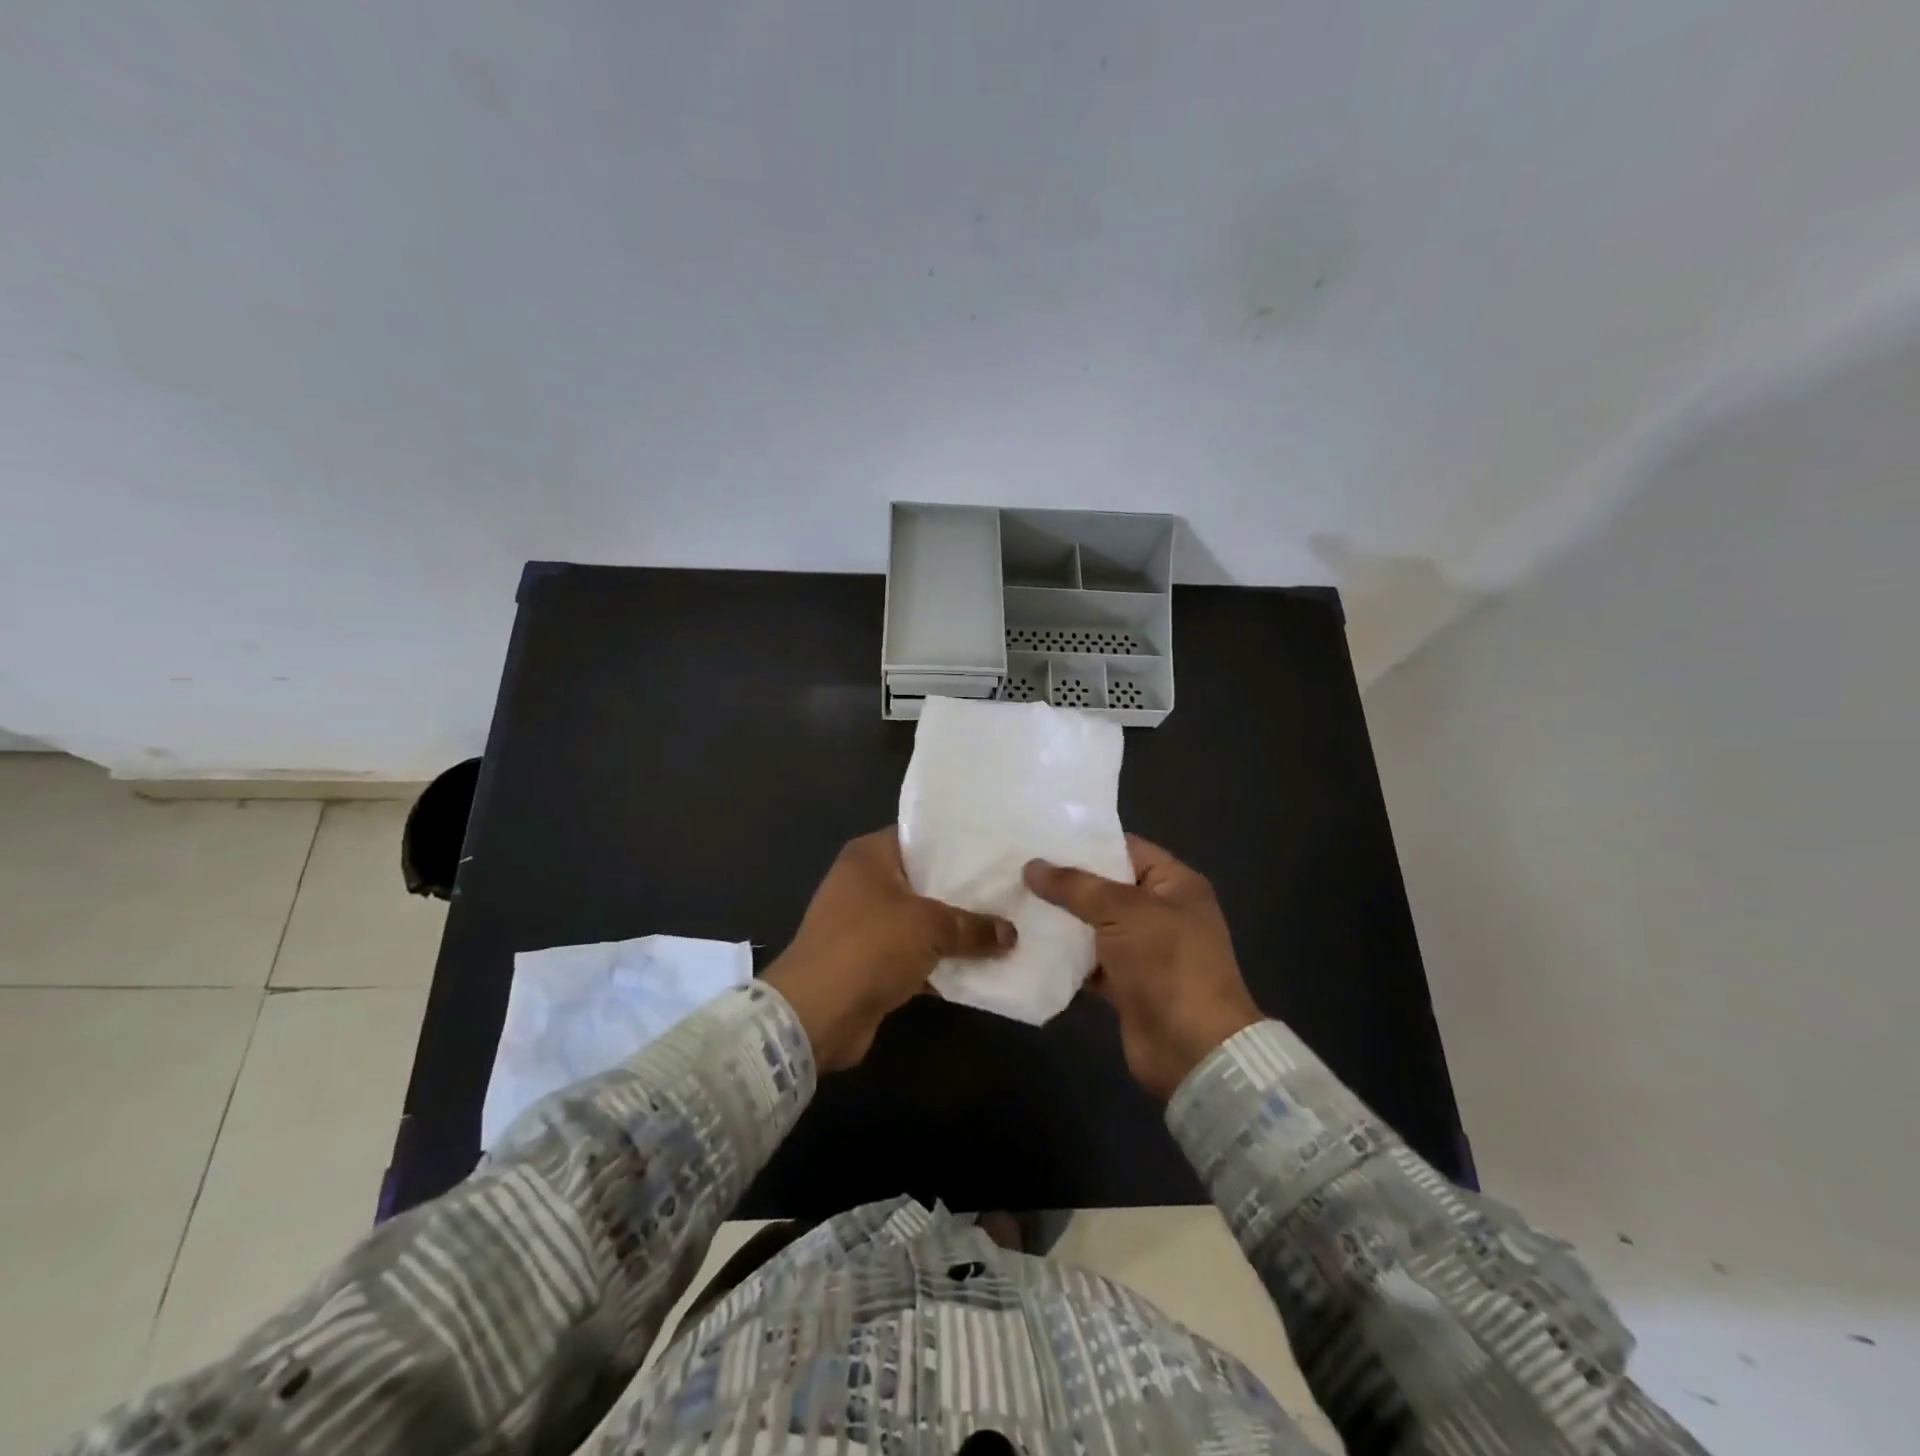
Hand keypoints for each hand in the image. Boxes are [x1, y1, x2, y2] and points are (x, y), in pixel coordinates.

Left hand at [763, 828, 1015, 1071]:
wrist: (817, 1014)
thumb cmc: (870, 946)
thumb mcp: (930, 927)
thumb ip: (973, 926)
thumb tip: (1010, 934)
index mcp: (870, 856)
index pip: (920, 836)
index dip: (957, 843)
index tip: (996, 850)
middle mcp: (864, 883)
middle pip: (925, 880)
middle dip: (964, 891)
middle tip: (1010, 889)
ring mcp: (865, 924)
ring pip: (922, 921)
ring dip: (956, 931)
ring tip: (1007, 927)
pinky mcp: (871, 962)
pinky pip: (915, 955)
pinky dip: (941, 962)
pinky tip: (982, 966)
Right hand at [1024, 836, 1261, 1100]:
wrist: (1192, 1048)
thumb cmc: (1167, 963)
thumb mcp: (1122, 911)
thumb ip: (1075, 886)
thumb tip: (1031, 866)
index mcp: (1175, 884)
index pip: (1126, 848)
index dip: (1086, 841)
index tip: (1040, 835)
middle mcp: (1161, 912)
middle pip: (1106, 887)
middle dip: (1065, 881)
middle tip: (1017, 867)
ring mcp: (1144, 950)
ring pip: (1094, 924)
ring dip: (1060, 919)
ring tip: (1013, 899)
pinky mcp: (1126, 983)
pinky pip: (1090, 960)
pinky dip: (1065, 955)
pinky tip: (1027, 943)